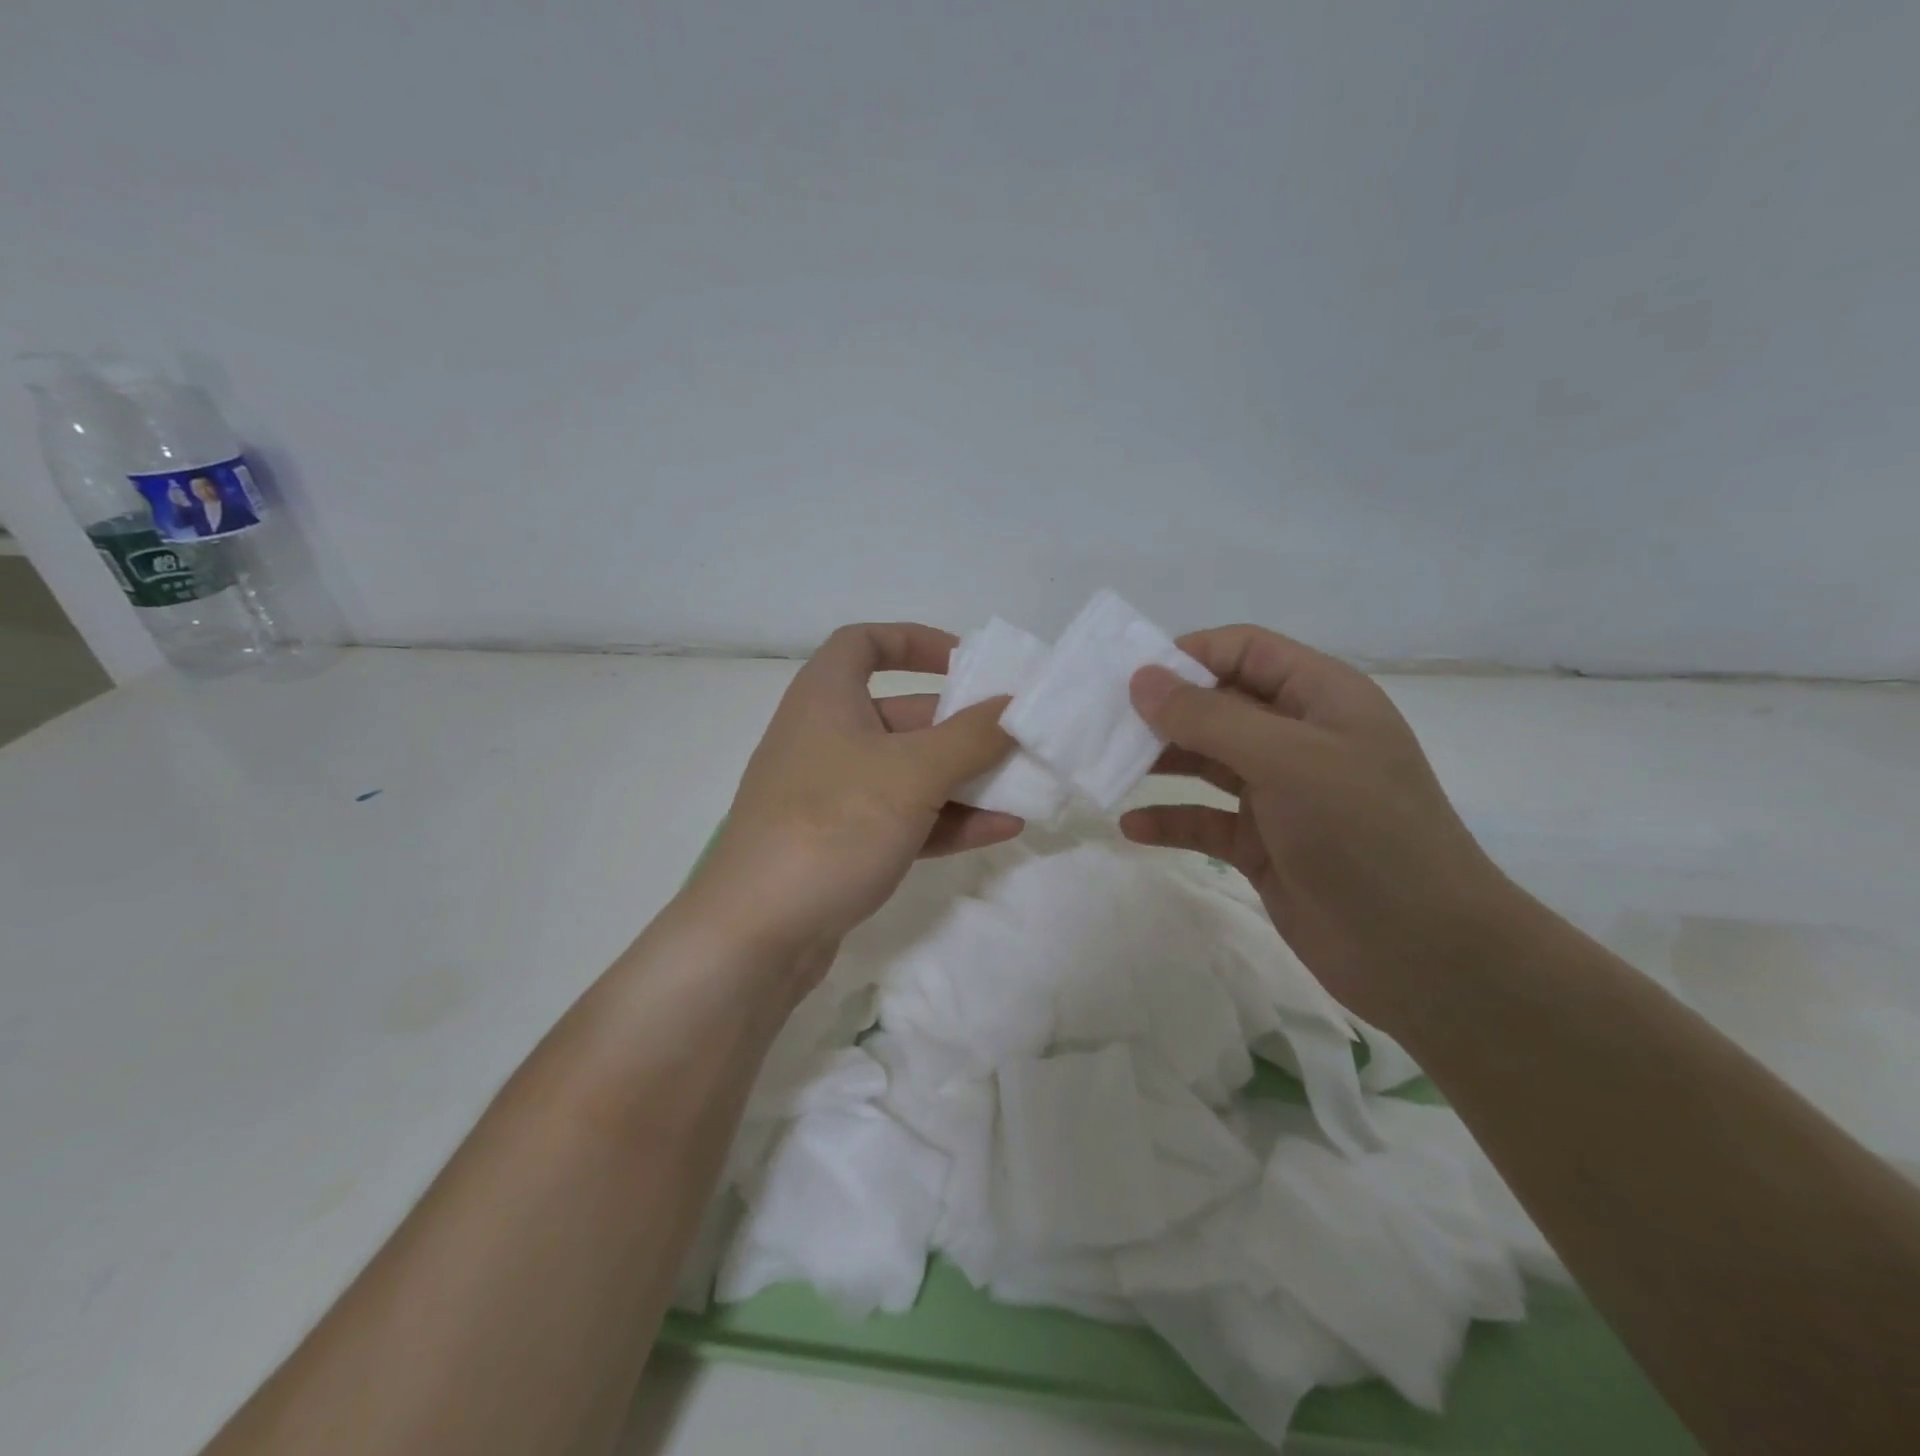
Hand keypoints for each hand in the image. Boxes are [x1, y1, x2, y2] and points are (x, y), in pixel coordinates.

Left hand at [683, 623, 1021, 981]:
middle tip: (1014, 738)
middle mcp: (826, 738)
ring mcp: (832, 795)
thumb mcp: (913, 773)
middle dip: (961, 727)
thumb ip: (971, 736)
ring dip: (963, 779)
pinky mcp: (841, 844)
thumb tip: (1015, 705)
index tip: (963, 662)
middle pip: (902, 715)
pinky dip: (947, 819)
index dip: (914, 641)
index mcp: (827, 698)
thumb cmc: (833, 825)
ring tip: (1023, 788)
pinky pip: (904, 818)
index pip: (864, 643)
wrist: (757, 934)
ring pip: (908, 773)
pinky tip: (1000, 829)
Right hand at [1121, 625, 1514, 1025]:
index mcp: (1321, 698)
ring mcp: (1281, 794)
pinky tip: (1132, 827)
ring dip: (1160, 763)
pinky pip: (1205, 820)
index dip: (1188, 655)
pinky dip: (1170, 820)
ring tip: (1109, 769)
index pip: (1244, 651)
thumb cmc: (1364, 835)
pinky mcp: (1263, 845)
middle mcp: (1299, 738)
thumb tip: (1142, 678)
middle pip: (1218, 705)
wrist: (1423, 955)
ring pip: (1206, 762)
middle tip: (1104, 726)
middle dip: (1163, 712)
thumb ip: (1211, 717)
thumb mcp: (1288, 760)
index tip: (1130, 678)